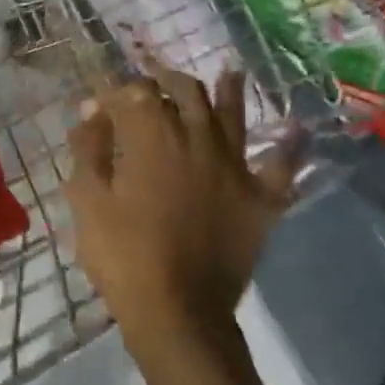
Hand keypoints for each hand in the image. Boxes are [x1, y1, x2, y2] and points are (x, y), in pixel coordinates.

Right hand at [65, 60, 303, 352]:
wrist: (177, 312)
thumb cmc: (123, 256)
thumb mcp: (87, 200)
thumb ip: (89, 149)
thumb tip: (91, 112)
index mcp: (152, 138)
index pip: (133, 94)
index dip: (114, 92)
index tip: (98, 101)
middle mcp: (198, 140)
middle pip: (185, 92)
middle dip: (164, 79)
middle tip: (152, 78)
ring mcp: (236, 168)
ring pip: (233, 115)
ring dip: (229, 90)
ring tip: (229, 72)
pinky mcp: (261, 199)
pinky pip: (282, 167)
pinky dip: (290, 147)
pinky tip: (296, 129)